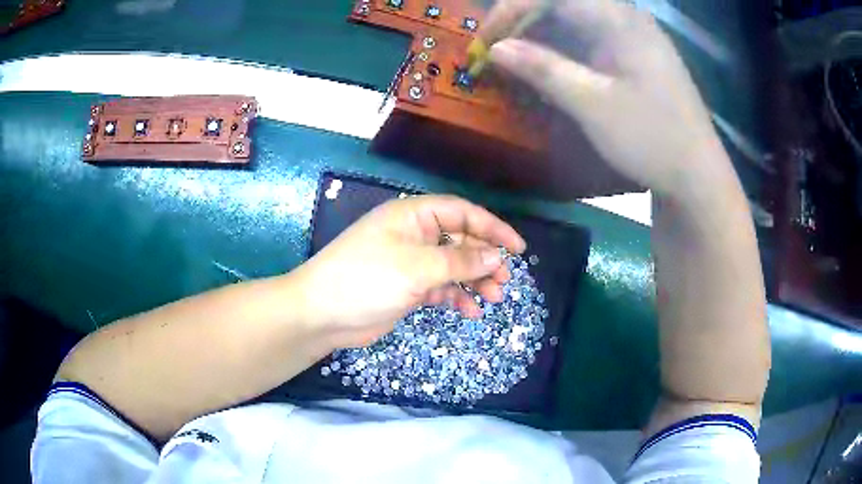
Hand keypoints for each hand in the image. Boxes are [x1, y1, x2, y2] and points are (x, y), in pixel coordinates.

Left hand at [293, 195, 525, 347]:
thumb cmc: (366, 279)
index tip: (517, 248)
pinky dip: (456, 297)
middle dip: (484, 259)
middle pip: (460, 240)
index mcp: (413, 216)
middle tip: (504, 280)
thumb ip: (459, 261)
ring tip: (493, 298)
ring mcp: (410, 262)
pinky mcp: (406, 287)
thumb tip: (496, 257)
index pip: (461, 212)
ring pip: (452, 266)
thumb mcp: (416, 267)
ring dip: (474, 281)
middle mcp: (413, 235)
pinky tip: (470, 312)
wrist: (322, 314)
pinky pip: (440, 288)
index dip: (492, 227)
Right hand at [482, 0, 732, 197]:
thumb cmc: (651, 138)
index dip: (511, 9)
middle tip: (495, 51)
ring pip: (574, 21)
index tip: (486, 40)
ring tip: (515, 63)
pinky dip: (563, 51)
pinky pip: (590, 39)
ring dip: (541, 37)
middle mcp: (626, 18)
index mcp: (618, 19)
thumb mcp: (593, 104)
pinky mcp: (635, 56)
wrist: (697, 176)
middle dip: (523, 22)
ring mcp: (632, 37)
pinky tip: (551, 70)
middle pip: (562, 3)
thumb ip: (543, 69)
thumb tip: (496, 49)